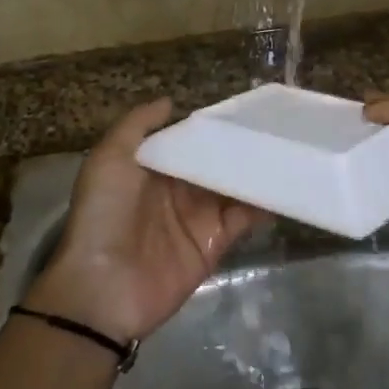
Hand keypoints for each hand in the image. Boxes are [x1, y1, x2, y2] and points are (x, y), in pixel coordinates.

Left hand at [28, 99, 264, 342]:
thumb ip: (137, 125)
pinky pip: (243, 218)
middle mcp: (176, 190)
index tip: (240, 107)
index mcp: (151, 168)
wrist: (103, 287)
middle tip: (273, 124)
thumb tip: (170, 101)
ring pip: (232, 187)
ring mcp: (197, 217)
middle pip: (213, 162)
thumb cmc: (103, 214)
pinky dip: (262, 203)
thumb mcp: (108, 159)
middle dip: (238, 147)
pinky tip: (282, 184)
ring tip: (285, 148)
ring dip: (254, 171)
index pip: (186, 141)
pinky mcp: (214, 243)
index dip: (209, 127)